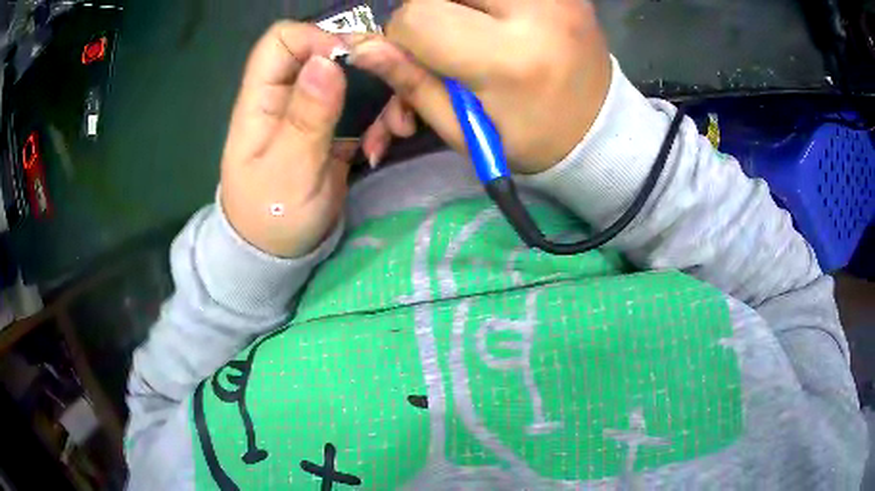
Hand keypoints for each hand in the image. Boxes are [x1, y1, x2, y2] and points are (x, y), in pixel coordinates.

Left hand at [220, 22, 413, 257]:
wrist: (279, 252)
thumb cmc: (272, 217)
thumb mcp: (289, 171)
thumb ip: (307, 117)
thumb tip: (327, 61)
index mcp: (261, 100)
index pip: (282, 41)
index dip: (317, 40)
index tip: (352, 66)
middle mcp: (287, 95)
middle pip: (328, 52)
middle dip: (366, 70)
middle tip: (393, 100)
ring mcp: (312, 110)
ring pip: (353, 78)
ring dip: (381, 98)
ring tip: (392, 133)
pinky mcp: (333, 127)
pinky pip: (363, 106)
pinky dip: (379, 121)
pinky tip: (378, 150)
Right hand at [350, 0, 611, 173]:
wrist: (599, 130)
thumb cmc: (529, 139)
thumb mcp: (464, 129)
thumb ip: (411, 82)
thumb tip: (361, 49)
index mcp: (509, 56)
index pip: (418, 17)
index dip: (402, 38)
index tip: (419, 60)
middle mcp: (536, 10)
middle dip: (428, 12)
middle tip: (446, 42)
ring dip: (454, 5)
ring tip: (471, 31)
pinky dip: (479, 3)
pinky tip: (490, 20)